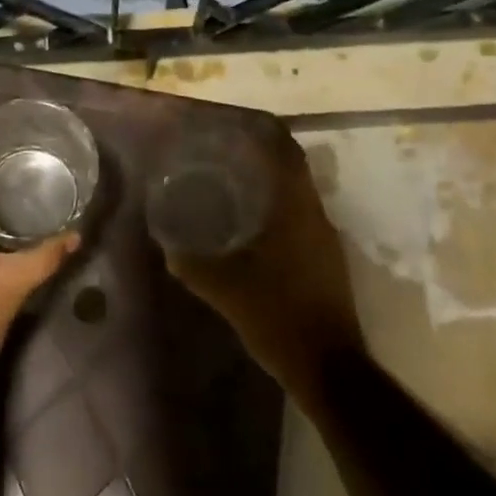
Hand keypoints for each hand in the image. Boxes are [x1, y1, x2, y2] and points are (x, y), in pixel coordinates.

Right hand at [163, 127, 364, 405]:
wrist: (329, 368)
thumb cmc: (279, 318)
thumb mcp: (226, 290)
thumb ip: (193, 264)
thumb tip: (167, 245)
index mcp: (297, 212)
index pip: (287, 154)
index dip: (266, 134)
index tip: (236, 127)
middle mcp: (316, 217)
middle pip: (292, 172)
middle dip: (261, 158)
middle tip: (224, 155)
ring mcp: (325, 241)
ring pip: (297, 197)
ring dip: (270, 186)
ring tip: (231, 185)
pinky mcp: (326, 262)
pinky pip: (300, 220)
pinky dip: (277, 212)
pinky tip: (250, 227)